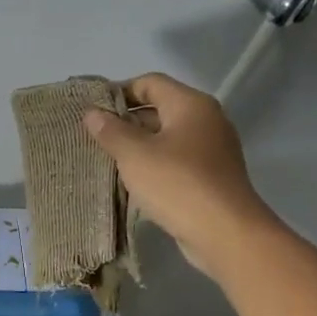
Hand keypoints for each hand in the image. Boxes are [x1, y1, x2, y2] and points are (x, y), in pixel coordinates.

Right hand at [81, 72, 271, 276]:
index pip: (150, 83)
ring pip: (167, 137)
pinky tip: (133, 182)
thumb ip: (110, 131)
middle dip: (126, 121)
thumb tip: (92, 113)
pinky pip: (176, 160)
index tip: (92, 111)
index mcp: (191, 104)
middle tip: (95, 138)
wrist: (225, 233)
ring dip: (138, 146)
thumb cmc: (177, 184)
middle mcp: (206, 120)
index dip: (119, 92)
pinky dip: (154, 165)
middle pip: (159, 109)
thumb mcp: (134, 155)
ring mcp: (212, 149)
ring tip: (108, 160)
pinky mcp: (211, 176)